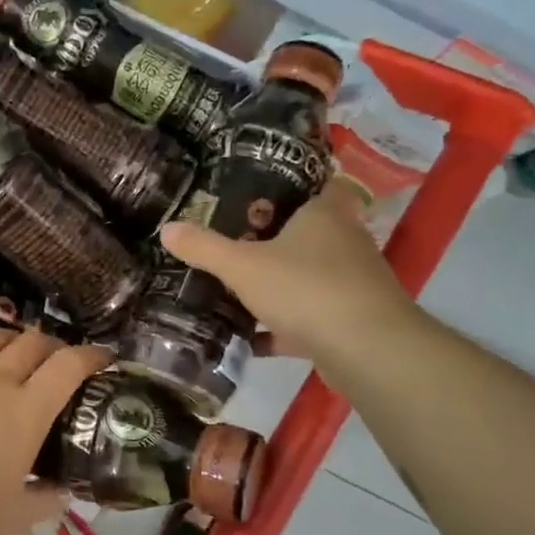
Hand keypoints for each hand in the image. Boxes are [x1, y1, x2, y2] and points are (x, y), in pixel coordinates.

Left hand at [0, 324, 115, 534]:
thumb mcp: (15, 518)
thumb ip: (47, 498)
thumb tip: (65, 489)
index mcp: (25, 414)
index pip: (68, 367)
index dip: (90, 356)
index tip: (102, 357)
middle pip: (30, 344)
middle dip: (50, 346)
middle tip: (54, 359)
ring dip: (7, 338)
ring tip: (11, 347)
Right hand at [158, 182, 422, 383]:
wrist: (366, 349)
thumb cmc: (305, 288)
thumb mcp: (242, 266)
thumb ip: (204, 248)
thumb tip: (167, 228)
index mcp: (324, 214)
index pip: (316, 186)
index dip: (292, 188)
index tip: (258, 197)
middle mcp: (345, 241)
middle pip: (308, 233)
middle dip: (274, 240)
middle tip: (234, 243)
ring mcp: (351, 282)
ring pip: (309, 276)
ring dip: (278, 285)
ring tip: (236, 290)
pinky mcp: (351, 319)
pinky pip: (310, 316)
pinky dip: (284, 326)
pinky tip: (251, 340)